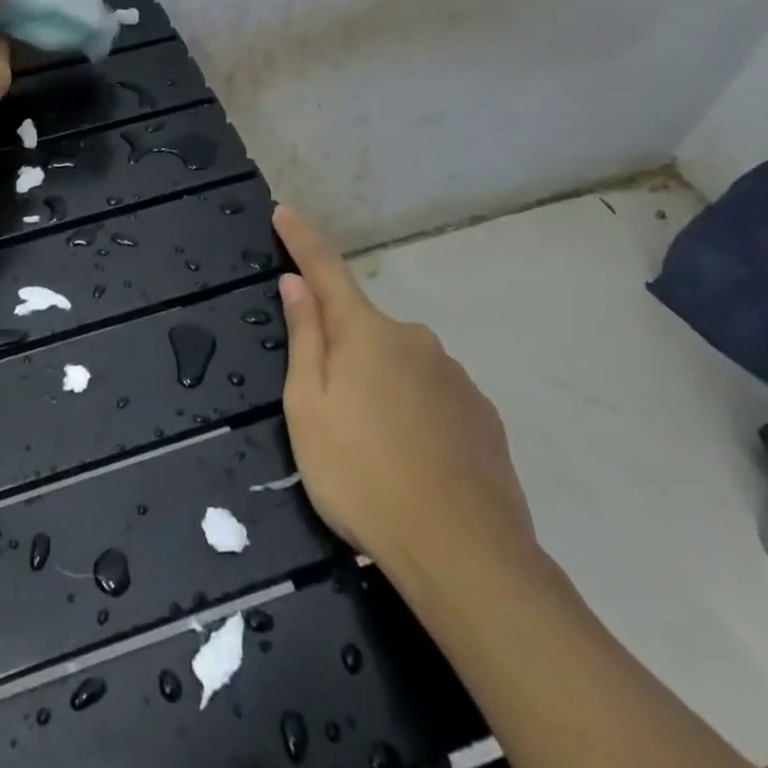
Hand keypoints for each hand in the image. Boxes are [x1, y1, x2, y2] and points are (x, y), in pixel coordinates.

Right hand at [274, 205, 540, 603]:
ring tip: (373, 451)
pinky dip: (414, 413)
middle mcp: (415, 340)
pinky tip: (413, 463)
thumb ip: (305, 339)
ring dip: (380, 386)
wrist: (465, 555)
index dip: (302, 240)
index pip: (326, 269)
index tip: (285, 212)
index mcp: (366, 333)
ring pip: (401, 366)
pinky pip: (433, 397)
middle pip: (364, 329)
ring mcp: (454, 376)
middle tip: (329, 412)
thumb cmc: (362, 475)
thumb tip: (296, 284)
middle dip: (342, 349)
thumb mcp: (309, 408)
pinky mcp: (482, 415)